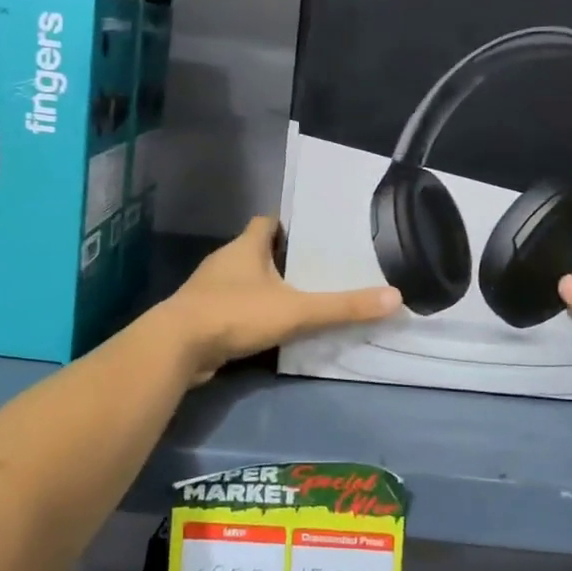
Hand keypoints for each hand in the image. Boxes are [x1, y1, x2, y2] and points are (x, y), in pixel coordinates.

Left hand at [165, 218, 400, 382]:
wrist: (176, 348)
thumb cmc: (236, 314)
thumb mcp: (297, 311)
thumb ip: (343, 306)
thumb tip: (395, 298)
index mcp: (246, 247)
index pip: (267, 222)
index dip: (287, 225)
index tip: (312, 233)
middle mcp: (225, 261)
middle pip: (255, 251)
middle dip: (281, 258)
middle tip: (314, 268)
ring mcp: (208, 289)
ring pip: (242, 280)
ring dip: (264, 287)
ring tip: (297, 298)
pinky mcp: (200, 316)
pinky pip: (231, 307)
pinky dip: (248, 313)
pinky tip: (267, 327)